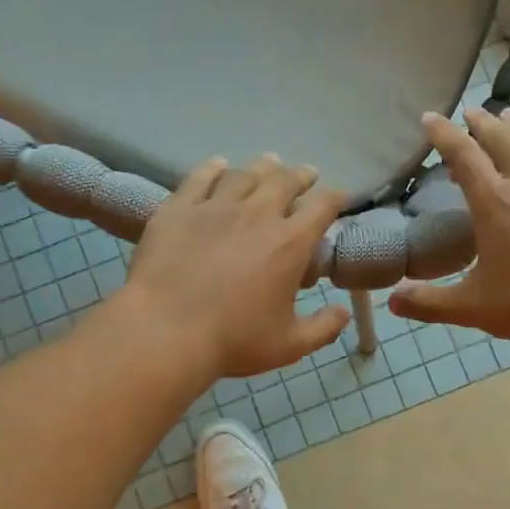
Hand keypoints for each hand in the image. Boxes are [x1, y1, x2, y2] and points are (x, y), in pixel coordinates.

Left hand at [120, 154, 349, 377]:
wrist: (166, 330)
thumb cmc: (233, 340)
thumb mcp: (289, 345)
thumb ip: (323, 328)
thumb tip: (343, 312)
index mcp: (290, 243)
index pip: (323, 207)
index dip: (335, 198)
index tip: (340, 197)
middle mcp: (258, 214)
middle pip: (285, 181)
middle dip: (300, 175)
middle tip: (306, 174)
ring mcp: (216, 206)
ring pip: (245, 174)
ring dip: (262, 167)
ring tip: (269, 163)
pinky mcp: (179, 208)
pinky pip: (200, 178)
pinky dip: (213, 168)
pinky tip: (218, 164)